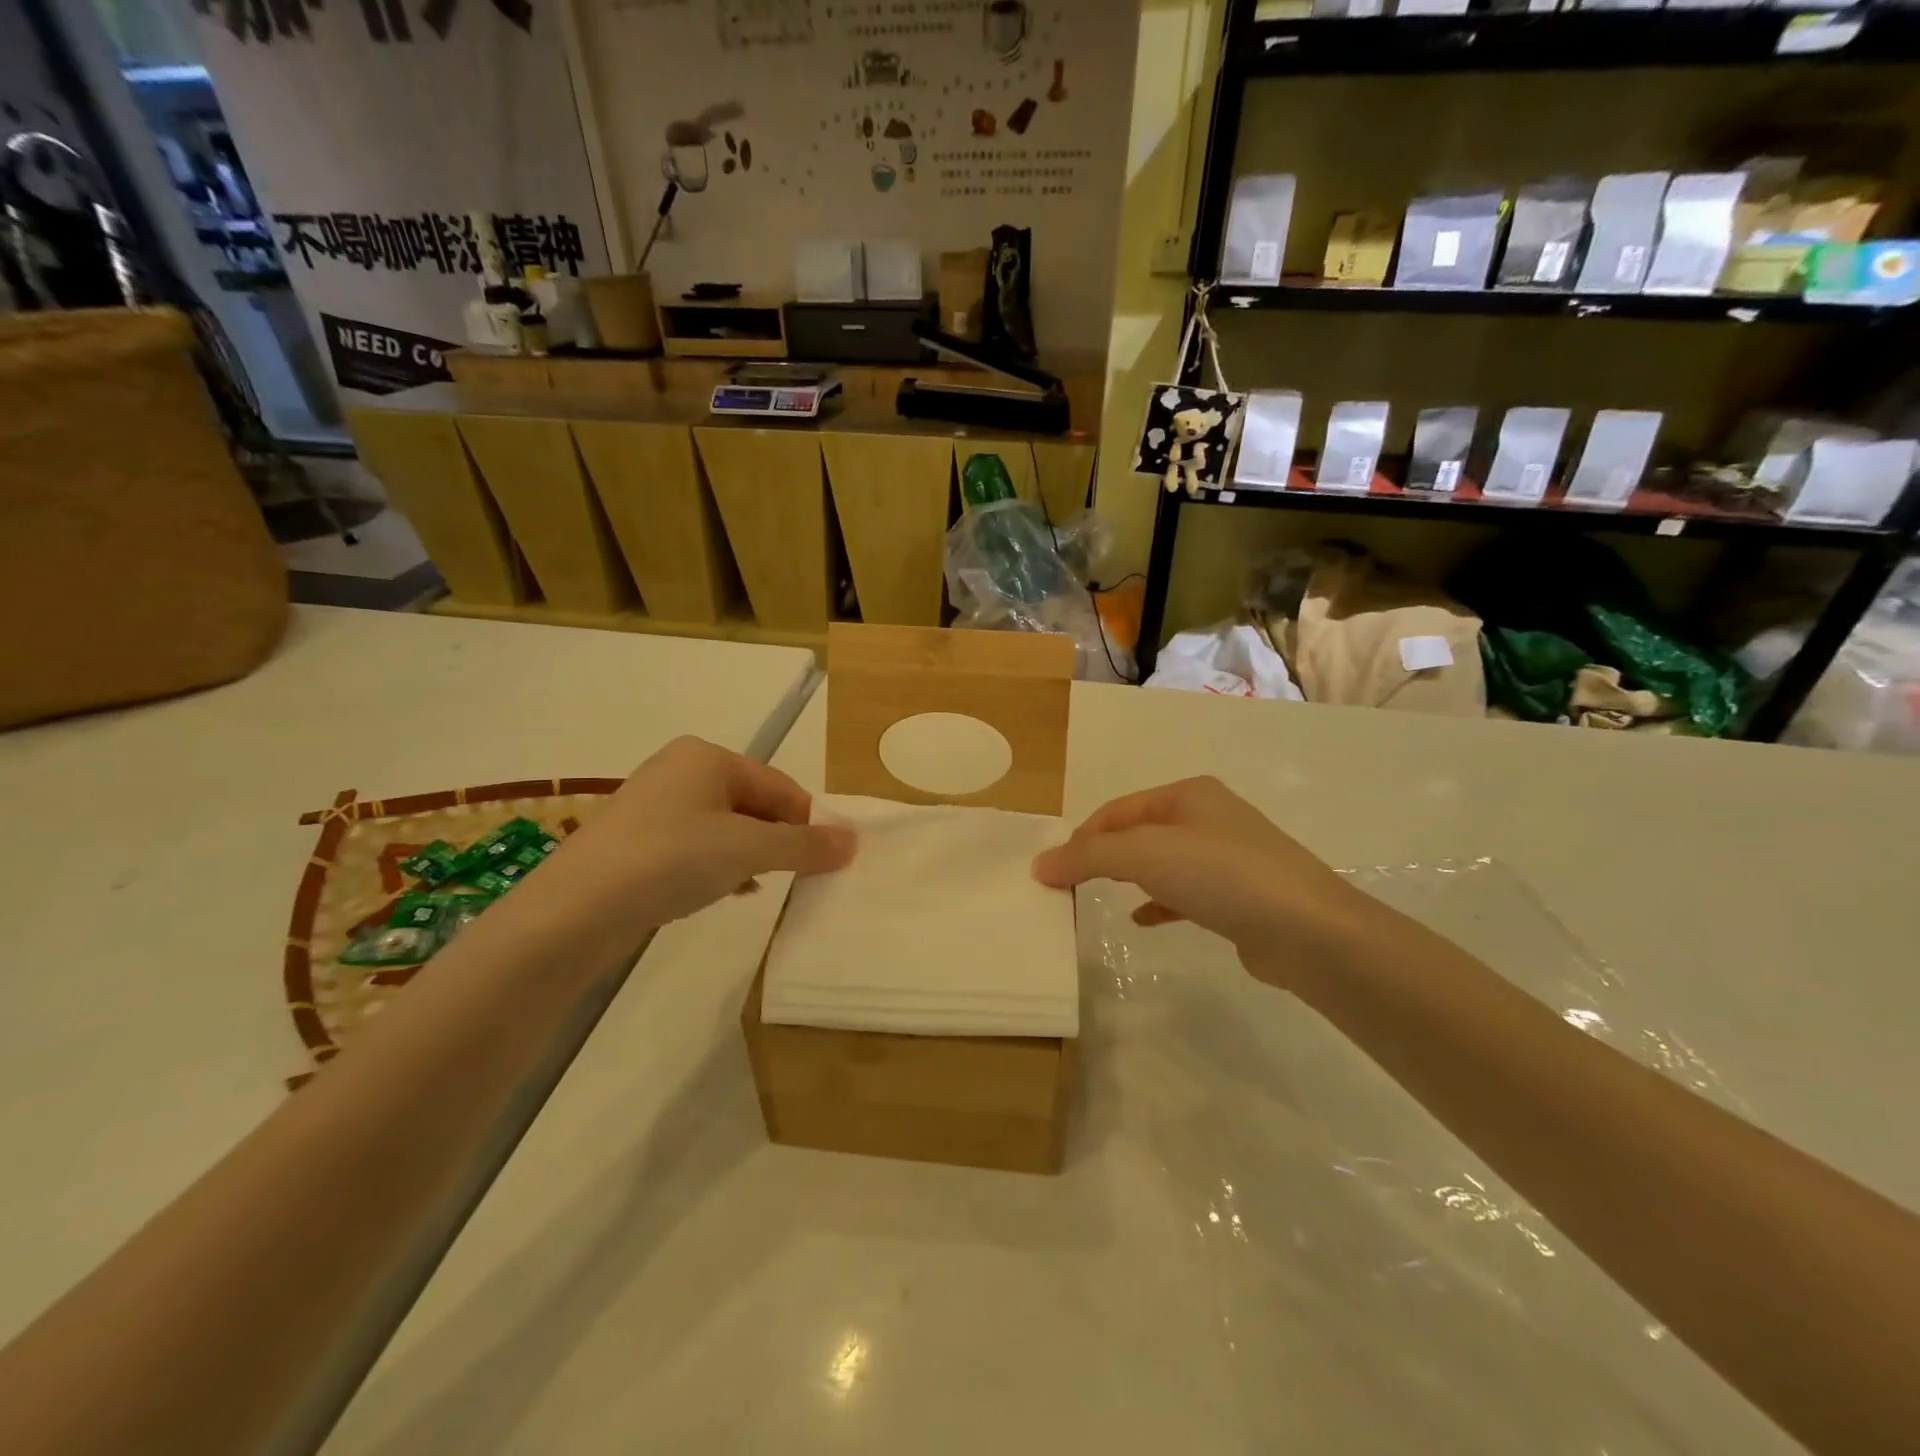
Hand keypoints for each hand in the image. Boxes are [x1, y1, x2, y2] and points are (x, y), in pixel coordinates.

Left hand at [508, 738, 854, 952]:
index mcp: (708, 757)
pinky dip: (717, 867)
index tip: (822, 864)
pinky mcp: (638, 841)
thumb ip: (805, 845)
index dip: (806, 824)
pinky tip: (722, 893)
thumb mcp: (748, 850)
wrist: (574, 911)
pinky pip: (697, 847)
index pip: (781, 786)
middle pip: (754, 805)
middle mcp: (681, 771)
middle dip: (776, 841)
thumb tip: (854, 841)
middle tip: (789, 879)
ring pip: (726, 829)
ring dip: (749, 857)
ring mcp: (655, 806)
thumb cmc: (670, 860)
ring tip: (754, 888)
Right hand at [1031, 776, 1377, 988]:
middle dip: (1103, 856)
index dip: (1082, 837)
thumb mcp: (1145, 854)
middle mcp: (1208, 817)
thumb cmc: (1222, 875)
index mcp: (1188, 794)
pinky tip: (1142, 920)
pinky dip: (1158, 902)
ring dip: (1128, 877)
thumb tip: (1039, 864)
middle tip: (1072, 885)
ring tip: (1098, 897)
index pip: (1117, 810)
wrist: (1309, 931)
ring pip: (1162, 862)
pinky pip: (1185, 892)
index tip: (1055, 871)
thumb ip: (1089, 856)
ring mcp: (1229, 856)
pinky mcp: (1240, 895)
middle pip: (1139, 833)